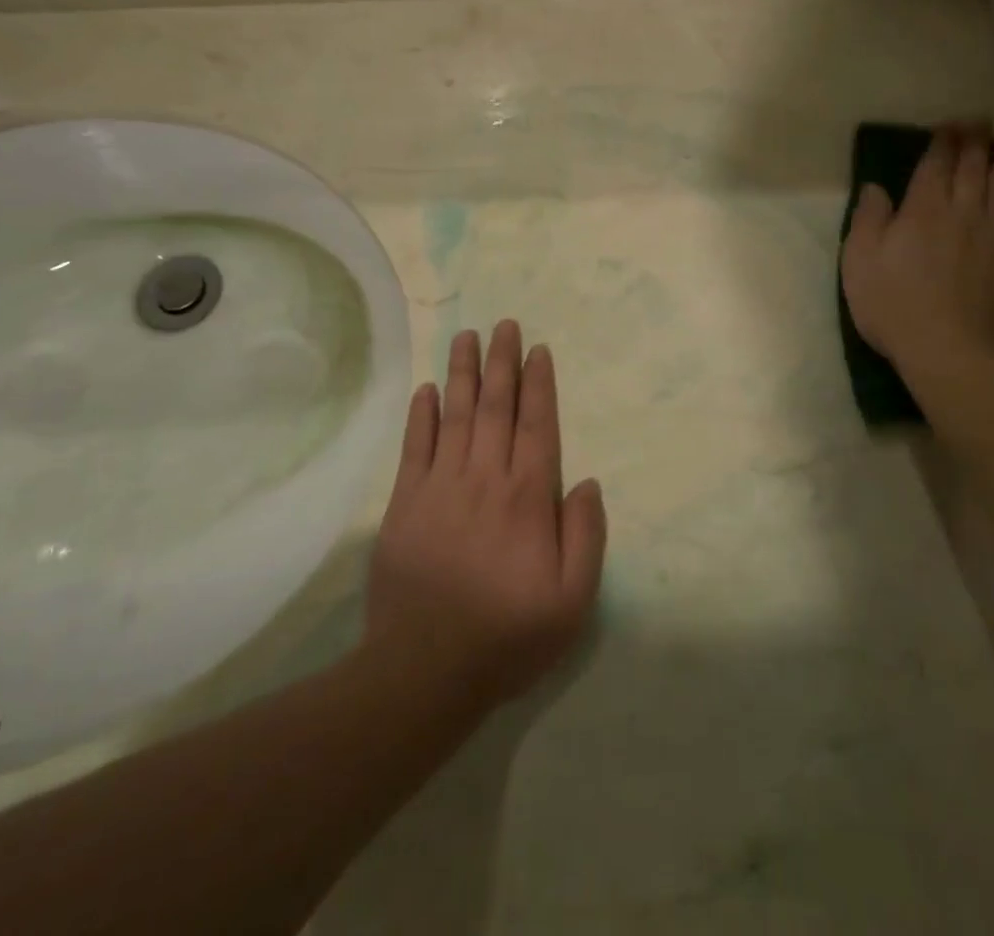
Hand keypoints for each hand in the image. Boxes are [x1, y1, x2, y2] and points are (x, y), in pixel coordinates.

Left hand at [365, 321, 605, 711]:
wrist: (424, 670)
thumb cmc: (507, 634)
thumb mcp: (572, 601)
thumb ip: (585, 536)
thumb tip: (588, 483)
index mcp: (527, 496)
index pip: (536, 424)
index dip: (538, 384)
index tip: (537, 350)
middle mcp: (485, 477)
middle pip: (495, 406)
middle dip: (501, 362)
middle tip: (504, 324)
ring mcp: (441, 485)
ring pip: (455, 414)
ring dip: (462, 372)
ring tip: (466, 337)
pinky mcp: (405, 503)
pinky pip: (415, 447)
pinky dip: (421, 415)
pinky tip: (426, 389)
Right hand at [842, 129, 993, 377]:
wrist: (955, 353)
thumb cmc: (895, 306)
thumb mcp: (860, 263)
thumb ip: (868, 220)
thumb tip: (876, 187)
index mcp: (923, 209)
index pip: (937, 163)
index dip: (944, 140)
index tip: (951, 124)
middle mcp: (964, 211)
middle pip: (975, 167)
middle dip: (978, 140)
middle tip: (984, 122)